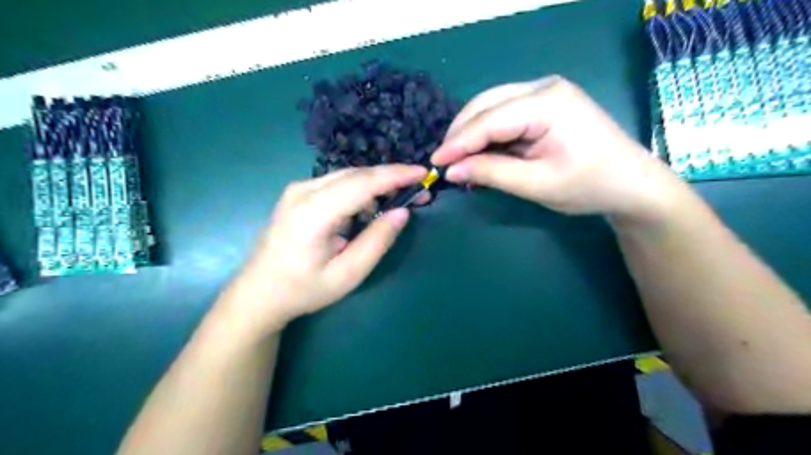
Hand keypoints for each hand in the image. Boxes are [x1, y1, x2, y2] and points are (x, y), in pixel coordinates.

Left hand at [219, 165, 426, 331]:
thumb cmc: (303, 289)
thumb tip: (402, 212)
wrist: (258, 293)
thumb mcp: (348, 274)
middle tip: (418, 190)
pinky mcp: (297, 194)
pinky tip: (370, 207)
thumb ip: (377, 241)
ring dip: (376, 184)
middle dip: (391, 178)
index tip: (422, 172)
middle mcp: (303, 191)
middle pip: (356, 175)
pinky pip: (337, 183)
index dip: (395, 175)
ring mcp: (297, 190)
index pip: (362, 183)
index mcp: (313, 213)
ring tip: (399, 200)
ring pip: (347, 176)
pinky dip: (360, 190)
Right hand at [427, 76, 685, 221]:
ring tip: (459, 160)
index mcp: (547, 102)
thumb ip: (491, 173)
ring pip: (492, 106)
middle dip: (461, 133)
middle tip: (444, 162)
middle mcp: (544, 87)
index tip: (434, 162)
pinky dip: (488, 134)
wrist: (631, 184)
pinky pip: (505, 114)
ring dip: (472, 133)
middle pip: (486, 104)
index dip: (458, 142)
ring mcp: (545, 92)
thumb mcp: (536, 184)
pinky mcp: (544, 104)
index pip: (489, 119)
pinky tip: (479, 152)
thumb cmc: (588, 185)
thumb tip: (451, 170)